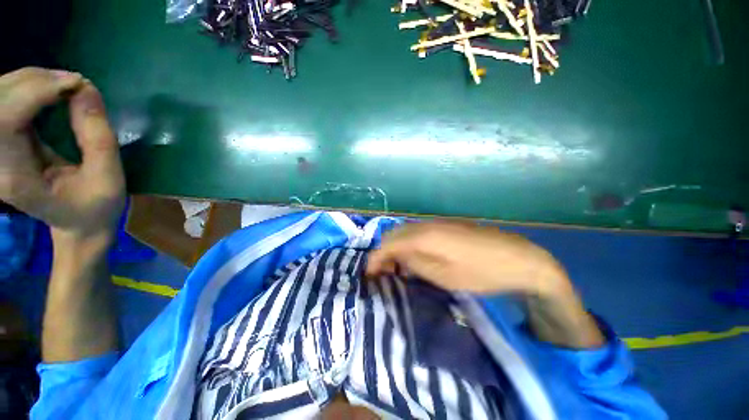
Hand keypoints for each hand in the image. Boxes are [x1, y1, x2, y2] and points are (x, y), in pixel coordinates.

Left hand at [0, 67, 124, 242]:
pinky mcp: (4, 140)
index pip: (5, 118)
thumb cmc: (96, 208)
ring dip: (32, 81)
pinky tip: (51, 91)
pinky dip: (28, 87)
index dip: (36, 92)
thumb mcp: (108, 177)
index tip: (76, 85)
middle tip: (74, 84)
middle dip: (36, 81)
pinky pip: (6, 100)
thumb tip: (86, 89)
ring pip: (0, 94)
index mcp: (15, 176)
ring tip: (65, 86)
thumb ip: (97, 136)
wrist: (78, 224)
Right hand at [367, 222, 572, 296]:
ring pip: (404, 232)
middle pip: (393, 234)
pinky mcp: (445, 225)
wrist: (519, 259)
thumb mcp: (444, 276)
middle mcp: (425, 225)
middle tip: (382, 273)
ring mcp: (436, 223)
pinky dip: (408, 244)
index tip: (369, 276)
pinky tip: (414, 257)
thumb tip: (396, 259)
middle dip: (383, 252)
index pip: (387, 244)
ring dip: (395, 247)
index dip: (375, 259)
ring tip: (396, 267)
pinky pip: (417, 232)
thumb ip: (414, 263)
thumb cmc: (481, 272)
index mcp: (423, 236)